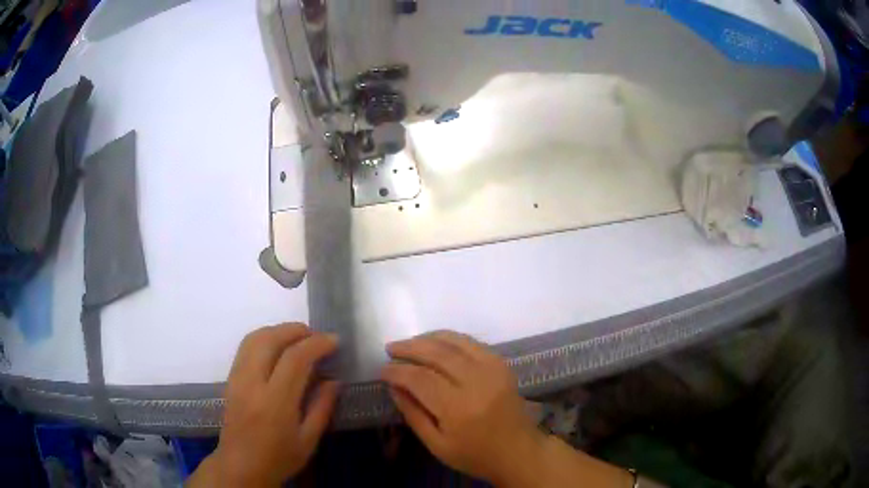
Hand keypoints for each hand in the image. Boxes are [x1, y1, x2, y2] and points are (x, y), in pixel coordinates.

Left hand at [195, 324, 338, 486]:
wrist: (240, 466)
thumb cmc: (279, 458)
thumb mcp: (308, 439)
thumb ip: (322, 407)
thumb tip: (334, 380)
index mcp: (275, 402)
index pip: (295, 359)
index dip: (316, 344)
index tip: (334, 341)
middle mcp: (252, 383)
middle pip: (270, 339)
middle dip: (295, 330)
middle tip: (316, 335)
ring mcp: (237, 379)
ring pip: (254, 338)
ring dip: (277, 330)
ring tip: (298, 338)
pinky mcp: (230, 379)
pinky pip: (245, 347)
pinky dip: (264, 338)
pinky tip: (277, 348)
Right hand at [381, 331, 545, 484]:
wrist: (518, 451)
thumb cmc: (475, 455)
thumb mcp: (437, 445)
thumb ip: (413, 414)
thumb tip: (393, 386)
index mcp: (459, 409)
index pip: (421, 379)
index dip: (398, 371)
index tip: (382, 370)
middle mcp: (477, 383)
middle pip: (437, 354)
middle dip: (410, 348)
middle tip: (391, 349)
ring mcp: (493, 370)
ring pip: (455, 342)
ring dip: (428, 338)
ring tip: (408, 343)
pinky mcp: (501, 365)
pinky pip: (472, 343)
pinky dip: (450, 339)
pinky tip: (435, 343)